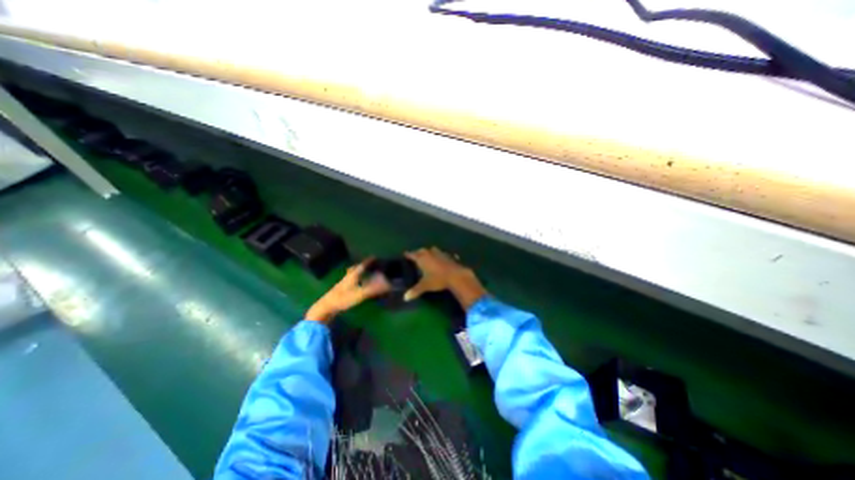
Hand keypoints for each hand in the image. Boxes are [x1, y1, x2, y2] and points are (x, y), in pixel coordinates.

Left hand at [305, 260, 390, 324]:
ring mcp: (343, 284)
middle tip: (369, 264)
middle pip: (355, 269)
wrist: (326, 307)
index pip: (362, 265)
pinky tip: (357, 285)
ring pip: (352, 275)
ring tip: (364, 272)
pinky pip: (350, 281)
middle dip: (362, 266)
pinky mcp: (341, 290)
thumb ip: (373, 289)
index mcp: (352, 275)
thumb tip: (387, 283)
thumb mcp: (360, 294)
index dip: (368, 261)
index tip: (374, 257)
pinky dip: (356, 279)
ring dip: (358, 272)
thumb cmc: (343, 298)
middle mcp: (348, 277)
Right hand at [403, 247, 483, 308]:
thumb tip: (405, 298)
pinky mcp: (450, 256)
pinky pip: (444, 254)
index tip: (405, 254)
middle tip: (416, 256)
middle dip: (418, 253)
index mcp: (422, 258)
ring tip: (429, 256)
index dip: (408, 255)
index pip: (412, 255)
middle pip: (422, 250)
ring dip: (430, 252)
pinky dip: (442, 256)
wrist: (456, 276)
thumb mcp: (425, 286)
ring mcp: (441, 253)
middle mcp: (430, 253)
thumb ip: (415, 290)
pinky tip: (443, 259)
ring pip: (433, 250)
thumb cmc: (438, 279)